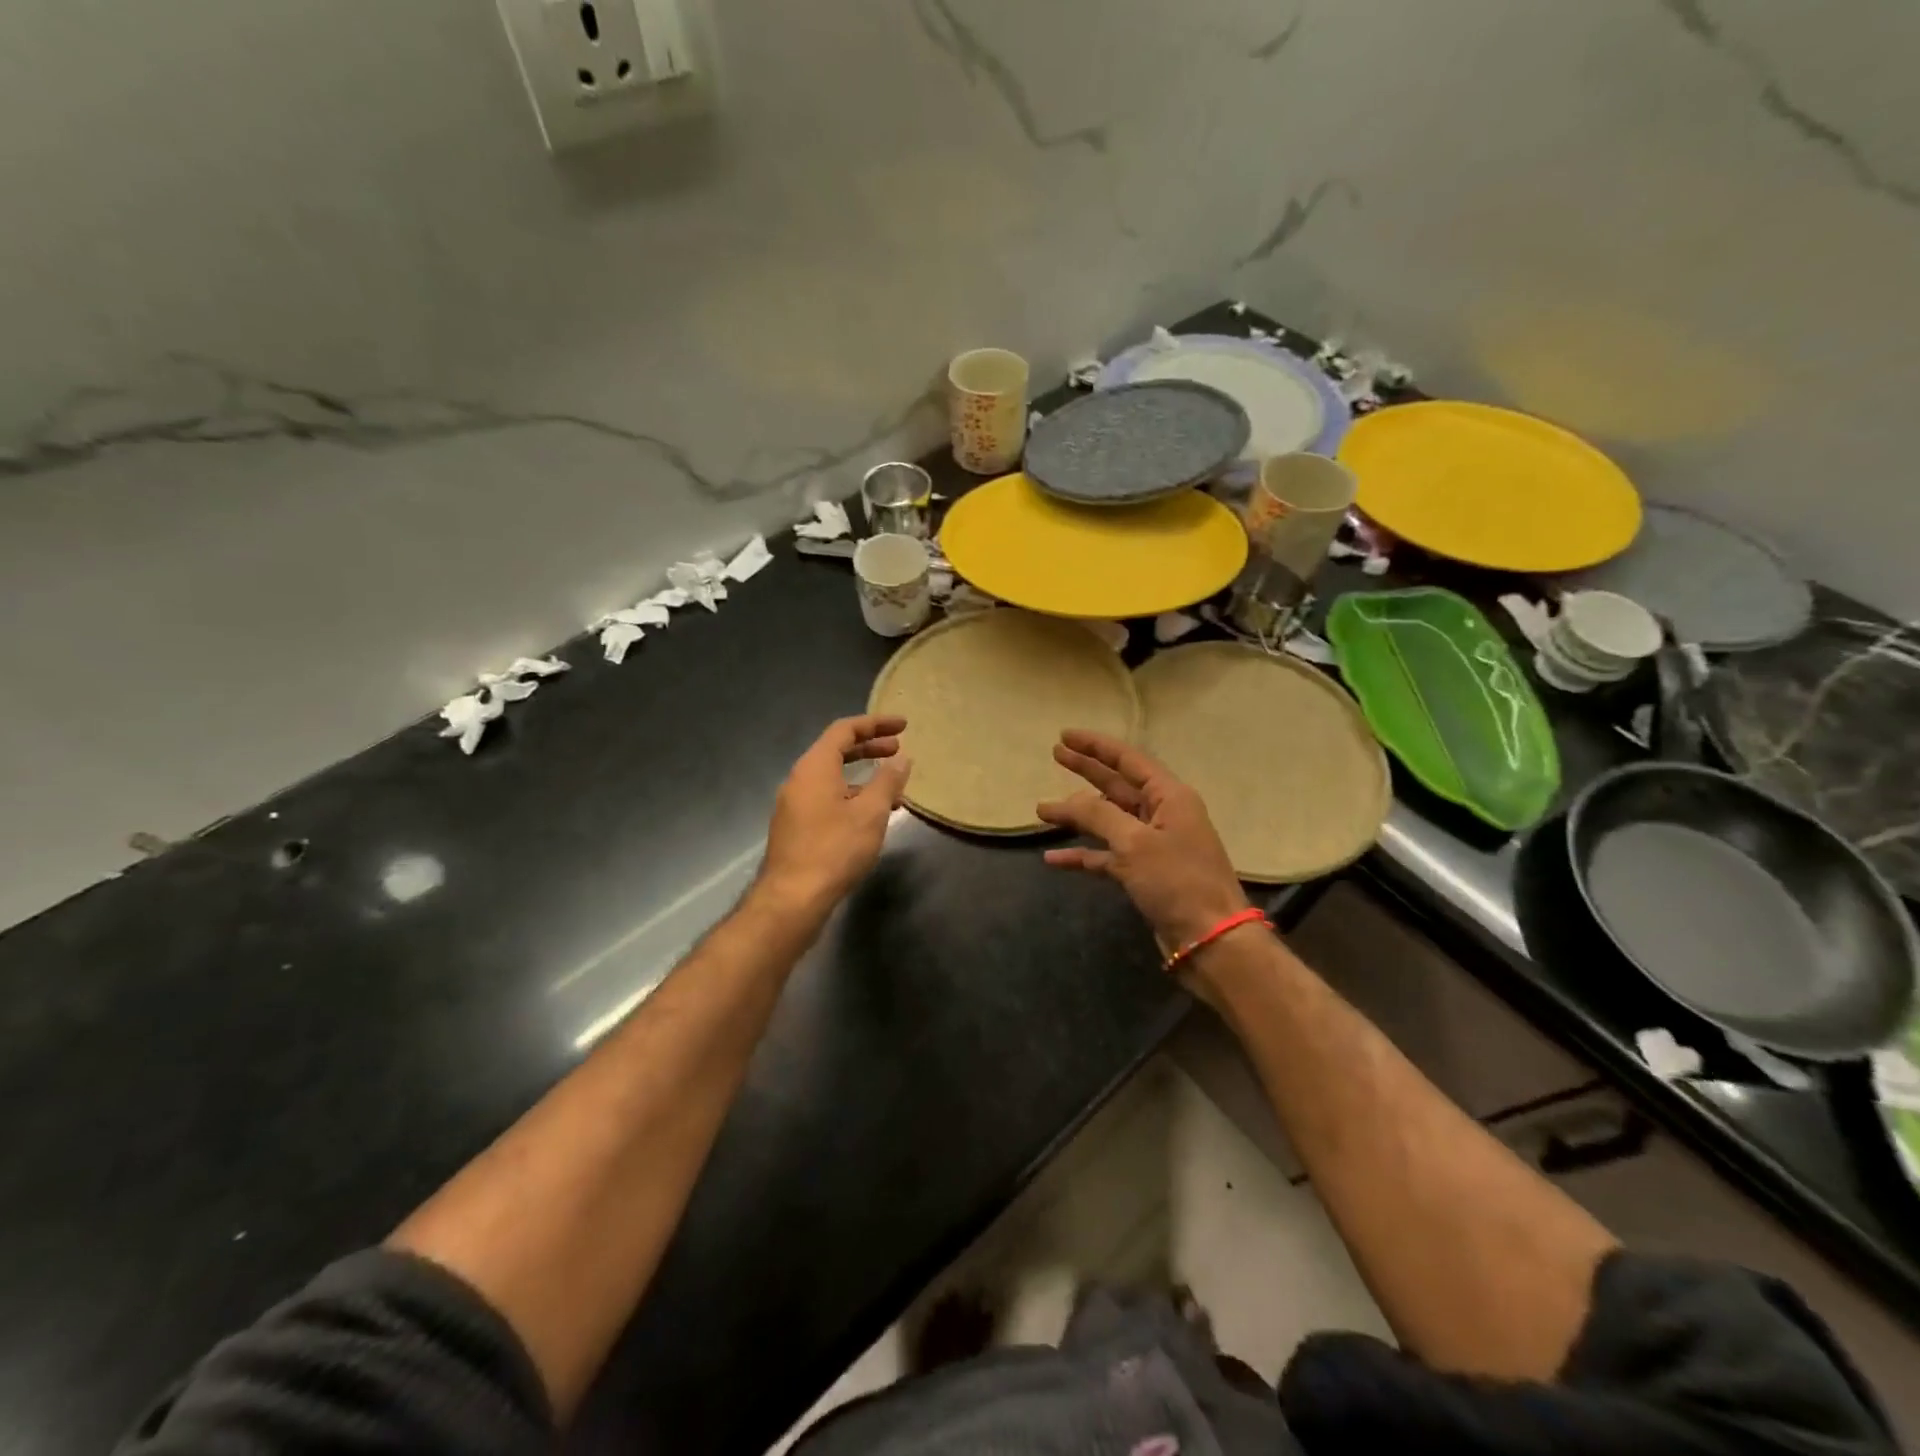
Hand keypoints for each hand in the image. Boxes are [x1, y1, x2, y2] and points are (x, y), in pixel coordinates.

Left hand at [760, 715, 911, 912]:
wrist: (792, 899)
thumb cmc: (834, 849)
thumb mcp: (870, 813)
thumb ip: (887, 781)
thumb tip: (901, 759)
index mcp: (814, 767)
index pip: (845, 730)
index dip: (875, 724)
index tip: (903, 725)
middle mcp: (799, 779)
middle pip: (836, 751)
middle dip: (870, 747)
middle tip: (899, 749)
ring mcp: (794, 804)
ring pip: (832, 778)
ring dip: (863, 777)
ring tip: (894, 790)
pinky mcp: (795, 827)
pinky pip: (827, 798)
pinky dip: (851, 796)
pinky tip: (871, 817)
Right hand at [1038, 730, 1252, 968]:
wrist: (1210, 941)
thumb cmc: (1178, 882)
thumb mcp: (1134, 842)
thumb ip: (1098, 814)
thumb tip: (1068, 800)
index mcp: (1170, 797)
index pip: (1129, 760)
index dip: (1096, 746)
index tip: (1065, 736)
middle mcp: (1163, 815)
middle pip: (1117, 785)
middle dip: (1086, 770)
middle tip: (1055, 755)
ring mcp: (1154, 845)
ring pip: (1109, 821)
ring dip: (1078, 816)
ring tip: (1043, 810)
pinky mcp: (1146, 874)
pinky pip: (1108, 856)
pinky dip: (1083, 855)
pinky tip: (1054, 859)